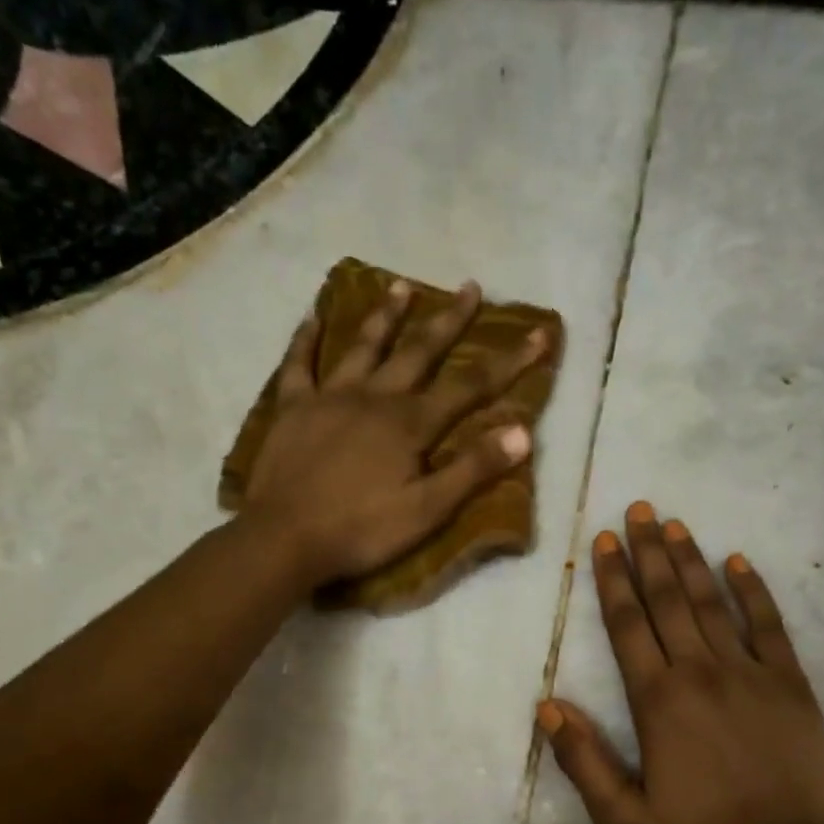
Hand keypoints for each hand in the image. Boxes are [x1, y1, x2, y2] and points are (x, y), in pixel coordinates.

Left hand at [241, 280, 547, 587]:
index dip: (509, 361)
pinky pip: (299, 363)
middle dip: (449, 321)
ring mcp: (329, 397)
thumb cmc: (362, 530)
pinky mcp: (292, 408)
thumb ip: (473, 469)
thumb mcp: (428, 510)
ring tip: (402, 285)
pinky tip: (312, 315)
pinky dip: (306, 338)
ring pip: (363, 347)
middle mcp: (374, 397)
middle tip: (469, 287)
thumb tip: (521, 431)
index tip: (539, 334)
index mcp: (410, 424)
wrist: (284, 538)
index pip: (471, 386)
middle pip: (418, 351)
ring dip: (386, 316)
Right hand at [538, 502, 823, 823]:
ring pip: (713, 603)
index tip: (604, 540)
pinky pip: (769, 626)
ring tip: (674, 525)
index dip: (613, 579)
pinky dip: (754, 591)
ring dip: (690, 561)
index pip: (627, 625)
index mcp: (657, 700)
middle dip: (648, 553)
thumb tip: (548, 706)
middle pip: (668, 600)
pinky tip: (739, 562)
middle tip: (639, 509)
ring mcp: (750, 674)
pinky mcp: (790, 684)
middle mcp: (700, 672)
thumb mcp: (622, 818)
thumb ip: (583, 760)